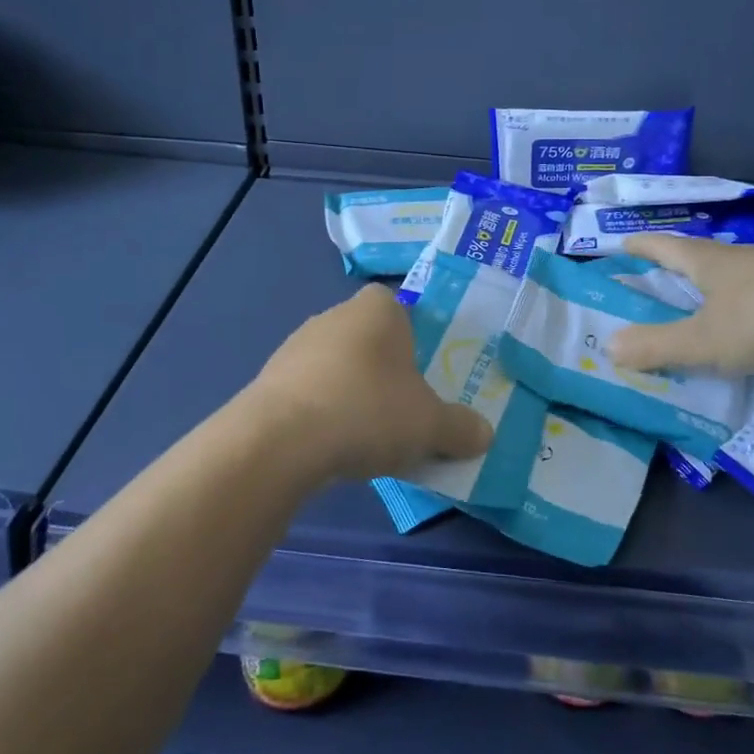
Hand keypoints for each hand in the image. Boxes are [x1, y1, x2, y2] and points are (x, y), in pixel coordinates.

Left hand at [249, 284, 493, 482]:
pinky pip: (309, 391)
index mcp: (377, 309)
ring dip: (351, 392)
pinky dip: (322, 413)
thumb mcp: (430, 426)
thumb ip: (460, 428)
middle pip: (368, 338)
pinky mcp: (269, 380)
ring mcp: (296, 347)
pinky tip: (331, 446)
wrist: (280, 441)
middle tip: (402, 409)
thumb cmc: (368, 411)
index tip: (421, 373)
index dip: (412, 337)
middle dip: (384, 370)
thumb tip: (485, 435)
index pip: (398, 307)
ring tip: (366, 436)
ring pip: (337, 365)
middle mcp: (334, 316)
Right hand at [608, 233, 753, 376]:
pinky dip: (751, 299)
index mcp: (708, 263)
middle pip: (701, 255)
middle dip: (679, 262)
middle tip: (662, 272)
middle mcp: (740, 259)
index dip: (643, 246)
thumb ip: (658, 346)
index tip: (624, 243)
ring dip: (718, 280)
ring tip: (708, 296)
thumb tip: (608, 347)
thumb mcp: (703, 340)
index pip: (665, 247)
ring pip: (737, 271)